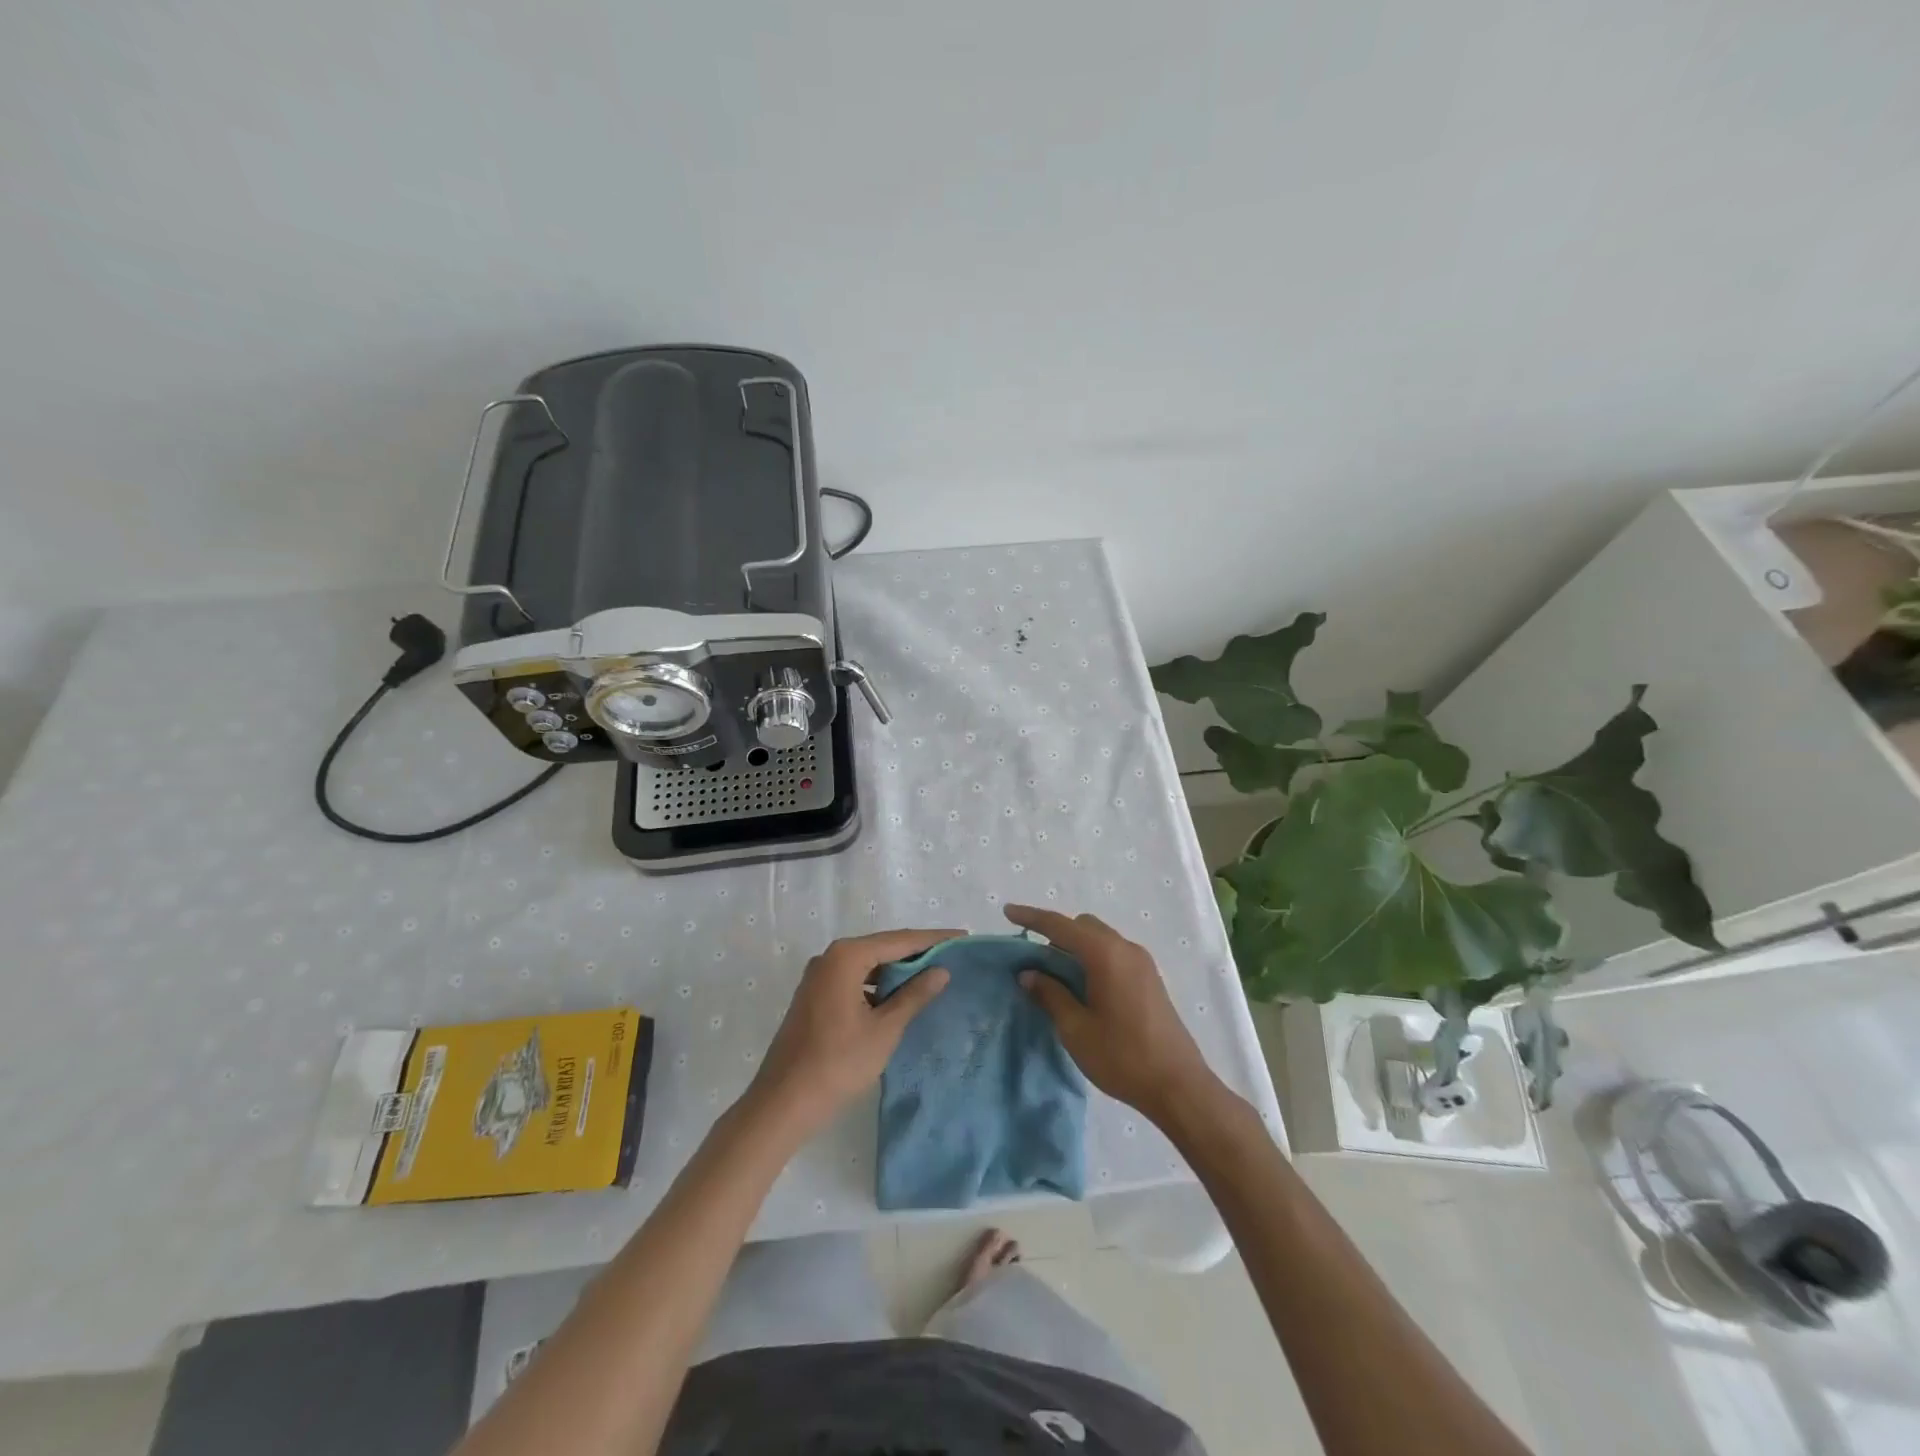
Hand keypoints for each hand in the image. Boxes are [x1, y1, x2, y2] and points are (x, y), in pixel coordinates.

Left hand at [746, 929, 956, 1138]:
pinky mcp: (814, 996)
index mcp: (846, 957)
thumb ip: (914, 996)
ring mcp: (818, 977)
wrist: (783, 1103)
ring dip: (896, 970)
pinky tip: (897, 998)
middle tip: (951, 955)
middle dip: (916, 952)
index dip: (933, 940)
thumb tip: (941, 971)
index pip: (899, 940)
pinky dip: (877, 984)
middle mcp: (829, 958)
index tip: (962, 938)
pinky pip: (854, 979)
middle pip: (882, 947)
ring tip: (931, 976)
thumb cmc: (838, 1064)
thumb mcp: (885, 1029)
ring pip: (867, 964)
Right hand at [1006, 905, 1218, 1125]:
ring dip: (1075, 947)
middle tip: (1033, 960)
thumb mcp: (1076, 1029)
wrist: (1179, 1086)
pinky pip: (1113, 953)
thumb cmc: (1122, 1057)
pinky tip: (1082, 986)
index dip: (1032, 917)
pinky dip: (1092, 958)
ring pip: (1099, 938)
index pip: (1060, 926)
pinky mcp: (1150, 978)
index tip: (1007, 911)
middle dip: (1055, 934)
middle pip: (1083, 926)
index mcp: (1105, 954)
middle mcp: (1125, 948)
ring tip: (1055, 976)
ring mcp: (1142, 962)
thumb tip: (1029, 974)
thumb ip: (1050, 994)